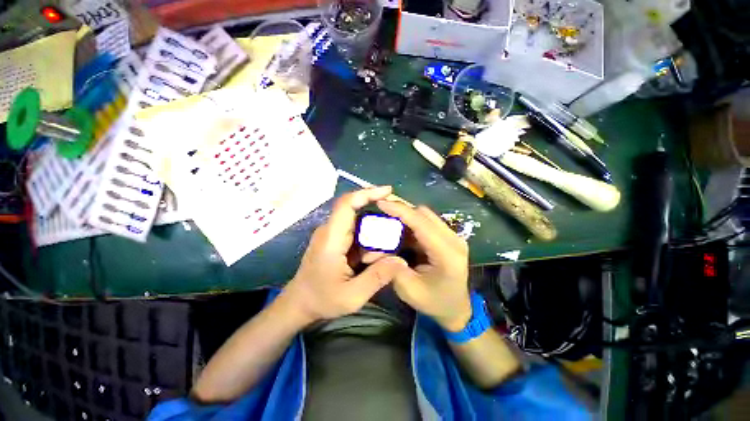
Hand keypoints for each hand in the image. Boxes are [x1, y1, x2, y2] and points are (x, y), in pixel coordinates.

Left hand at [282, 186, 407, 324]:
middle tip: (397, 226)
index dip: (367, 193)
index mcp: (331, 239)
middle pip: (356, 211)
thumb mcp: (352, 296)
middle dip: (379, 215)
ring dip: (374, 231)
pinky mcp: (335, 239)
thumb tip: (401, 261)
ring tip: (384, 250)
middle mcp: (330, 230)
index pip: (346, 204)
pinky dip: (369, 238)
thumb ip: (377, 277)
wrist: (299, 303)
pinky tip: (374, 255)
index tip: (388, 191)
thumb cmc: (322, 299)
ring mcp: (332, 234)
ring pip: (358, 222)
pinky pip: (356, 231)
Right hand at [377, 201, 471, 331]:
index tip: (381, 203)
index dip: (400, 210)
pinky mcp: (447, 237)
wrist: (457, 309)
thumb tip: (371, 251)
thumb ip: (391, 267)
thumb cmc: (435, 303)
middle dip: (400, 210)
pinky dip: (410, 224)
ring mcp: (453, 236)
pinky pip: (426, 223)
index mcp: (447, 253)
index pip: (421, 223)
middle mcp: (453, 239)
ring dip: (405, 216)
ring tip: (388, 220)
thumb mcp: (409, 290)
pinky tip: (399, 231)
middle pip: (424, 214)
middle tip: (381, 212)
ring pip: (425, 216)